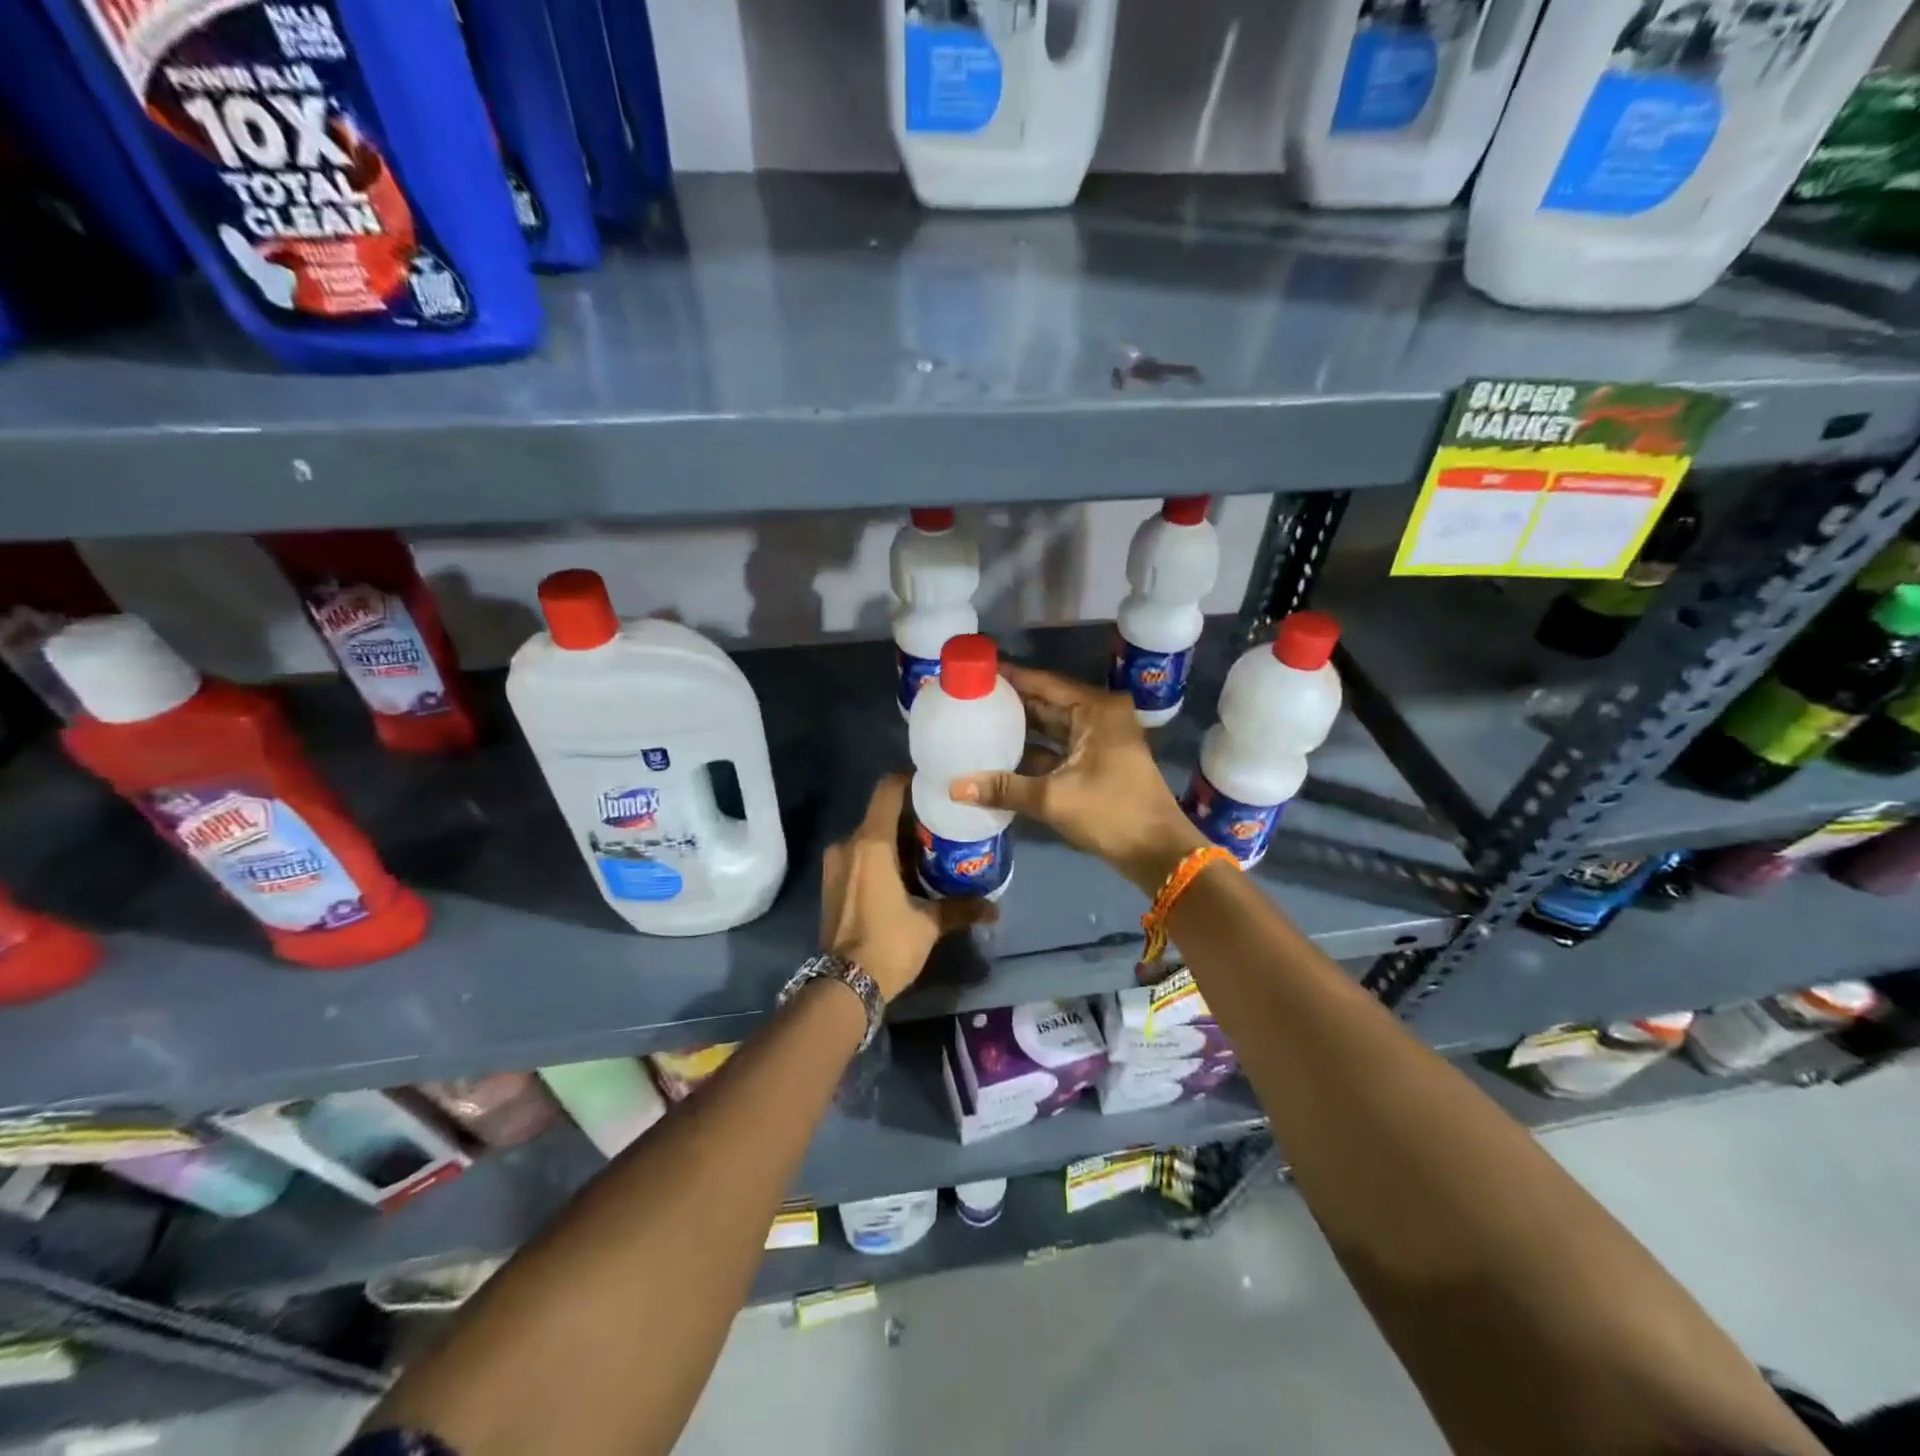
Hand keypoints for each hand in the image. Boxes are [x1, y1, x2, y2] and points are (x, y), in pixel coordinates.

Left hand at [820, 774, 991, 1001]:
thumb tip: (994, 909)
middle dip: (910, 818)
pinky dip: (880, 858)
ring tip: (926, 852)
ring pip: (869, 837)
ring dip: (895, 841)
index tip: (934, 785)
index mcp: (871, 844)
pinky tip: (903, 875)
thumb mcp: (928, 924)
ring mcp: (836, 865)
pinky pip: (859, 856)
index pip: (888, 790)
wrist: (844, 985)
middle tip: (941, 826)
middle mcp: (848, 845)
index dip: (910, 780)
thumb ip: (960, 908)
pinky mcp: (832, 883)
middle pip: (881, 815)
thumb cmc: (888, 944)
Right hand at [949, 666, 1206, 894]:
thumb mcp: (1054, 798)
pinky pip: (1059, 747)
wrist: (1158, 852)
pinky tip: (1001, 755)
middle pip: (1047, 702)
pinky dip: (1034, 751)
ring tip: (978, 721)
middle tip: (969, 697)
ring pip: (1052, 726)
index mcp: (1096, 710)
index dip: (1010, 677)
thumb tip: (954, 787)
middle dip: (1012, 702)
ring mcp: (1101, 740)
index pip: (1044, 683)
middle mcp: (1100, 716)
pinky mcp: (1098, 762)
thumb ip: (1004, 789)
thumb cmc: (1112, 813)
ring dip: (1021, 728)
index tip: (976, 671)